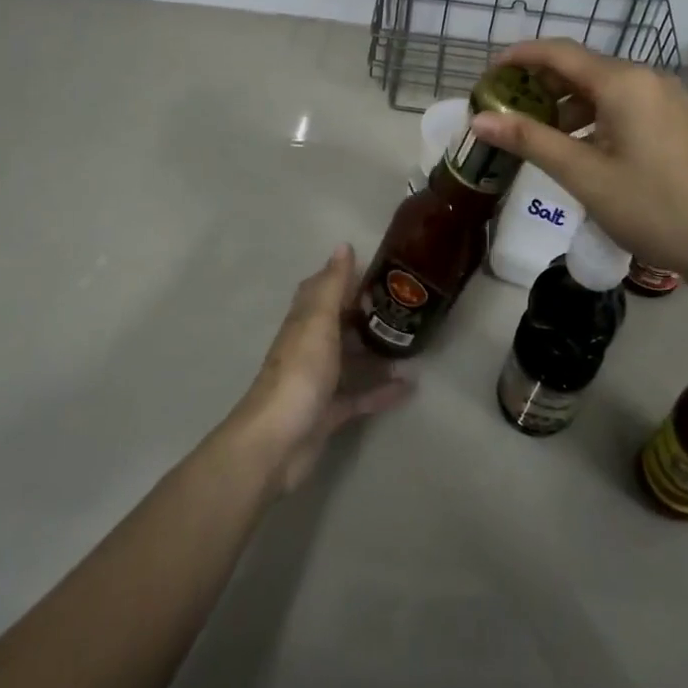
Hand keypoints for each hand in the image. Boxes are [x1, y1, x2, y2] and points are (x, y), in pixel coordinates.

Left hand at [228, 244, 414, 493]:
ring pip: (350, 359)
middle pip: (339, 324)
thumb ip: (333, 286)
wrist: (276, 443)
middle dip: (366, 314)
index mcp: (305, 322)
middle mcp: (310, 347)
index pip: (322, 290)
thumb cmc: (299, 373)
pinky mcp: (329, 414)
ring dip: (376, 352)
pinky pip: (360, 396)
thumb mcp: (318, 322)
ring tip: (411, 343)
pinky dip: (382, 391)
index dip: (344, 278)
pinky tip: (410, 387)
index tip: (378, 271)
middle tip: (404, 307)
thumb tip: (343, 245)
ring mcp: (319, 382)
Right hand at [469, 40, 687, 276]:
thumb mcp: (582, 175)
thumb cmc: (651, 207)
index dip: (519, 57)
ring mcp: (667, 98)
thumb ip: (529, 140)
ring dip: (567, 104)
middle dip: (541, 84)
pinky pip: (626, 104)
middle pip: (582, 67)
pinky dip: (595, 116)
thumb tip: (478, 119)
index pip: (559, 53)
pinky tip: (582, 147)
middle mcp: (647, 78)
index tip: (488, 75)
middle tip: (507, 109)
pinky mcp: (678, 119)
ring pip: (605, 88)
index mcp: (623, 82)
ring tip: (539, 134)